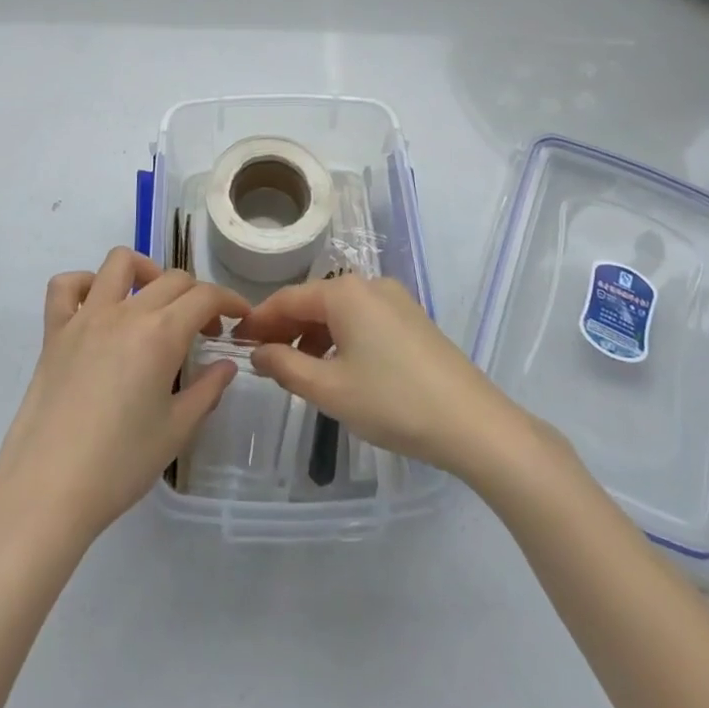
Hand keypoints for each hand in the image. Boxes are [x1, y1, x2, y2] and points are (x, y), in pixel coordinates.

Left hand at [0, 247, 249, 545]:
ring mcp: (85, 317)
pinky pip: (66, 286)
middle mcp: (126, 312)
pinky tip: (99, 308)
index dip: (229, 300)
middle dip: (197, 295)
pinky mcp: (54, 332)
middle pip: (171, 279)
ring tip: (154, 302)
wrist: (47, 491)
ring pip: (119, 262)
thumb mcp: (176, 431)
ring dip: (145, 271)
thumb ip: (207, 391)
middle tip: (204, 329)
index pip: (205, 296)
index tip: (240, 317)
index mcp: (161, 334)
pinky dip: (86, 284)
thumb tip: (227, 365)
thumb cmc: (119, 465)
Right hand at [234, 274, 523, 476]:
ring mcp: (395, 299)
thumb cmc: (393, 402)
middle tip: (261, 357)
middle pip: (314, 301)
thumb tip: (257, 351)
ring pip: (340, 311)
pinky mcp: (412, 318)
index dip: (259, 319)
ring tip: (297, 369)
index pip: (288, 298)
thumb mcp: (330, 389)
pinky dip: (341, 337)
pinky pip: (363, 319)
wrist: (472, 422)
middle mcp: (369, 284)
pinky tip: (337, 367)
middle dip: (286, 327)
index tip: (236, 340)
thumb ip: (286, 365)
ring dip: (314, 335)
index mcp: (345, 292)